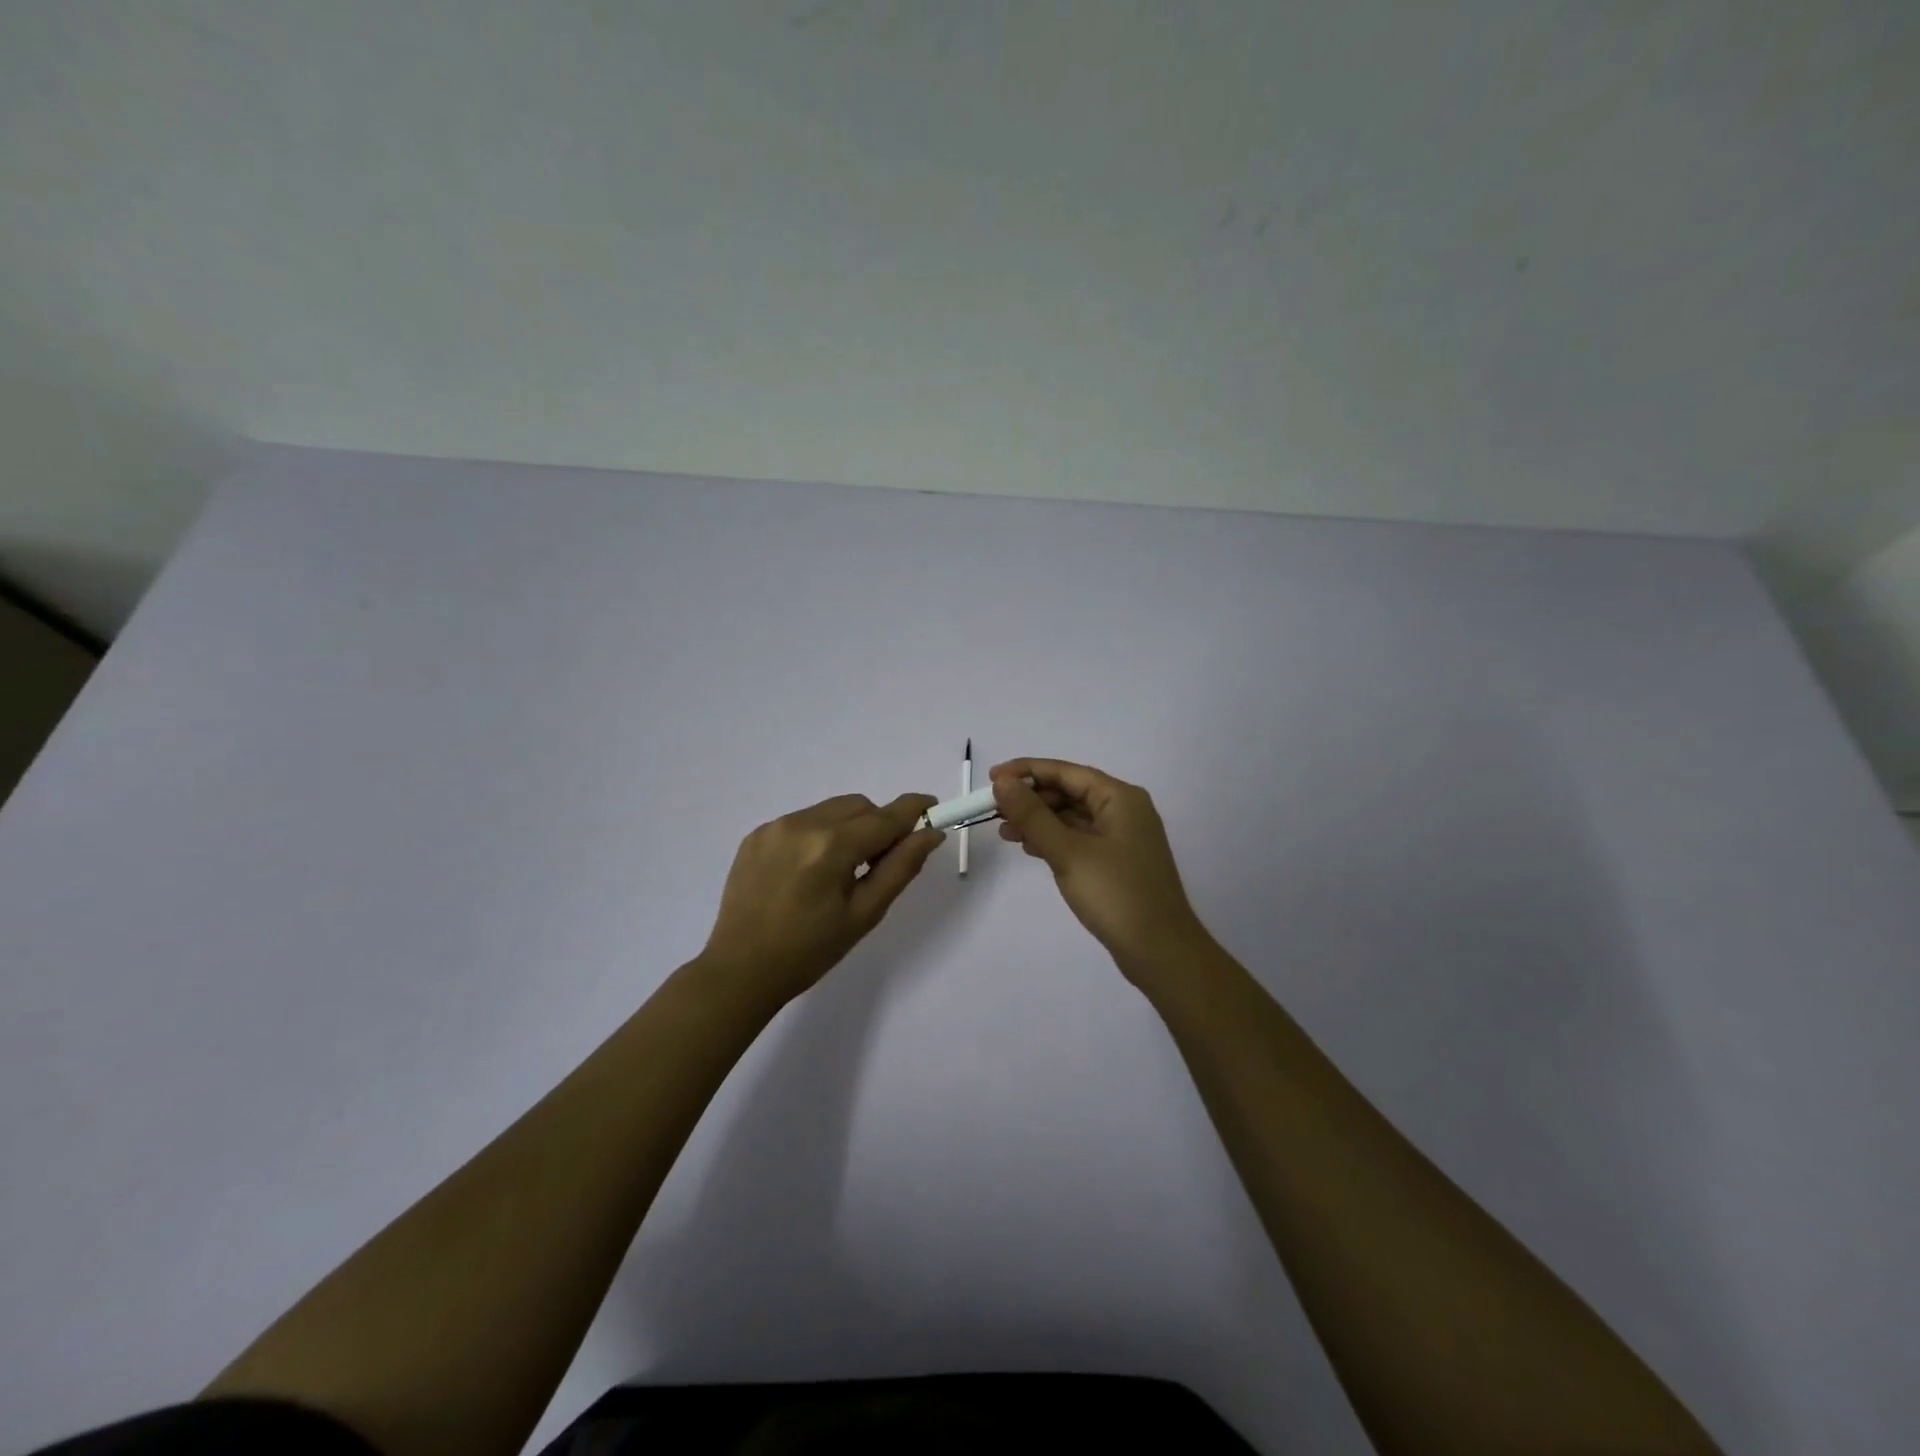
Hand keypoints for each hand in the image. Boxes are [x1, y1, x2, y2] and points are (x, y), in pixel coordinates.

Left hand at [699, 792, 943, 1007]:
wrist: (740, 971)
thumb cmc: (809, 951)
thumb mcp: (864, 914)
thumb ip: (901, 868)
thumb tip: (930, 834)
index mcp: (831, 846)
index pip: (885, 817)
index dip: (914, 809)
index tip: (934, 808)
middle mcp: (802, 824)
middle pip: (858, 806)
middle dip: (879, 824)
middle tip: (881, 861)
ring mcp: (774, 827)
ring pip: (830, 810)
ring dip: (848, 827)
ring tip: (842, 869)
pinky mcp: (756, 835)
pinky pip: (802, 820)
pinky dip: (819, 834)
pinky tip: (810, 871)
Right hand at [991, 759, 1211, 984]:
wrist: (1160, 952)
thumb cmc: (1116, 894)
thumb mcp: (1068, 852)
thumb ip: (1033, 815)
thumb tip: (1002, 782)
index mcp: (1120, 798)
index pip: (1066, 772)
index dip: (1027, 771)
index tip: (991, 778)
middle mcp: (1124, 810)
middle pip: (1069, 792)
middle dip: (1031, 798)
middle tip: (993, 810)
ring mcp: (1122, 838)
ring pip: (1072, 817)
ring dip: (1038, 820)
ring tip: (1004, 832)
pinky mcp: (1116, 863)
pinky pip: (1078, 838)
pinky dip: (1053, 839)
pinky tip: (1029, 848)